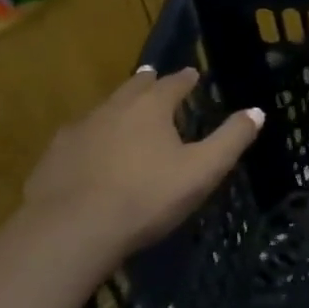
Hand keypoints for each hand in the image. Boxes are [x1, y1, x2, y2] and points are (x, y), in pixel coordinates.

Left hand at [23, 67, 262, 254]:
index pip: (173, 82)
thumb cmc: (145, 197)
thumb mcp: (202, 171)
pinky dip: (91, 139)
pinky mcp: (52, 158)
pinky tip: (91, 154)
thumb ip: (231, 139)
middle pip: (134, 87)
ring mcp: (77, 131)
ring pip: (103, 110)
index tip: (193, 75)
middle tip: (154, 80)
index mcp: (151, 106)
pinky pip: (78, 138)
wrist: (69, 232)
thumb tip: (256, 111)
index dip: (186, 78)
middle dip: (148, 83)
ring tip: (125, 117)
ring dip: (118, 109)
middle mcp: (113, 108)